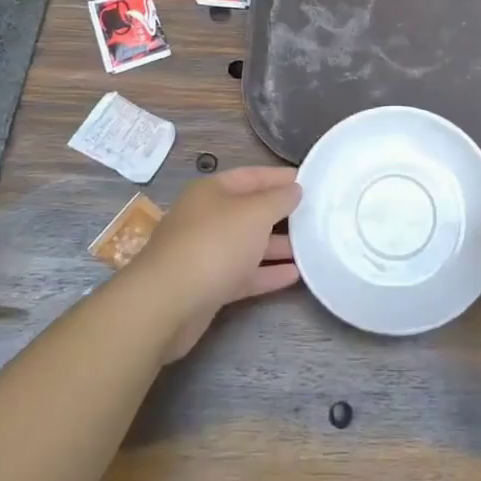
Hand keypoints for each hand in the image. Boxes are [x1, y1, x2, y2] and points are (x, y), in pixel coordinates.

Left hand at [128, 167, 300, 362]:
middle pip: (249, 211)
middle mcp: (207, 218)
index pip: (251, 176)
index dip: (279, 177)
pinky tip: (294, 275)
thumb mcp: (254, 213)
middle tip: (314, 216)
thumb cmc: (214, 244)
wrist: (165, 304)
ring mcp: (205, 253)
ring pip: (247, 244)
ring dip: (277, 246)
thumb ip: (278, 199)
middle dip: (280, 214)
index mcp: (212, 192)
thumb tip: (295, 189)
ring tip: (310, 247)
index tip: (307, 180)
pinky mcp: (207, 286)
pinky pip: (243, 274)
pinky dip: (267, 273)